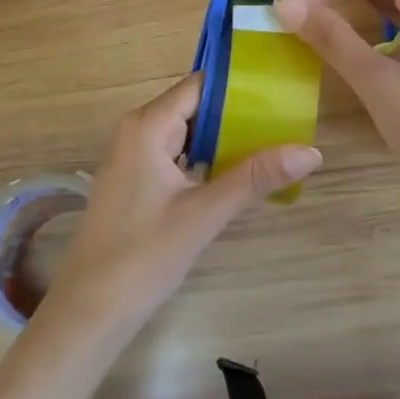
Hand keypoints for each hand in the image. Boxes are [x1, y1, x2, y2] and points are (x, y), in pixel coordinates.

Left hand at [42, 73, 322, 334]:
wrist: (88, 312)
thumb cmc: (143, 256)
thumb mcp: (204, 214)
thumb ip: (255, 178)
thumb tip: (311, 151)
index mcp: (147, 126)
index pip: (199, 85)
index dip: (238, 86)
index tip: (279, 89)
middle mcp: (137, 131)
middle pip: (194, 107)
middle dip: (237, 113)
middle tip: (286, 119)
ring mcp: (134, 157)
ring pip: (187, 133)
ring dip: (224, 139)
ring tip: (273, 141)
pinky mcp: (137, 182)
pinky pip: (177, 156)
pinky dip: (206, 160)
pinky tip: (238, 174)